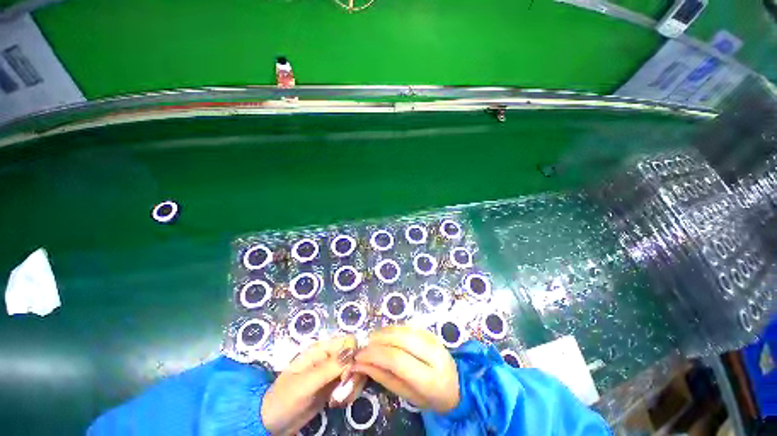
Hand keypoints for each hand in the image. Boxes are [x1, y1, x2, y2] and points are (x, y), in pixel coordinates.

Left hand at [261, 336, 366, 434]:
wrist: (272, 423)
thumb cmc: (285, 398)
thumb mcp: (306, 383)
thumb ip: (330, 367)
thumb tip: (352, 351)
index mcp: (322, 349)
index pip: (348, 341)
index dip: (353, 354)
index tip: (348, 373)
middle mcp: (330, 357)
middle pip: (355, 356)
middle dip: (354, 374)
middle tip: (345, 390)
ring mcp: (332, 371)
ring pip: (355, 370)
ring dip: (353, 385)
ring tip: (341, 400)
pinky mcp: (334, 386)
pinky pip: (350, 383)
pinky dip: (350, 393)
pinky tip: (340, 403)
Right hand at [352, 326, 459, 412]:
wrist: (457, 386)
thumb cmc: (430, 398)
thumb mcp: (407, 396)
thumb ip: (384, 378)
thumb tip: (361, 364)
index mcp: (430, 379)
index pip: (397, 360)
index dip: (375, 355)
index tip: (359, 356)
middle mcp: (434, 355)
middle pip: (401, 339)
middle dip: (378, 340)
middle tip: (364, 346)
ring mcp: (434, 340)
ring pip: (405, 329)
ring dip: (384, 332)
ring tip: (372, 340)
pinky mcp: (432, 332)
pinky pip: (409, 326)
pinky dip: (394, 329)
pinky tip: (385, 335)